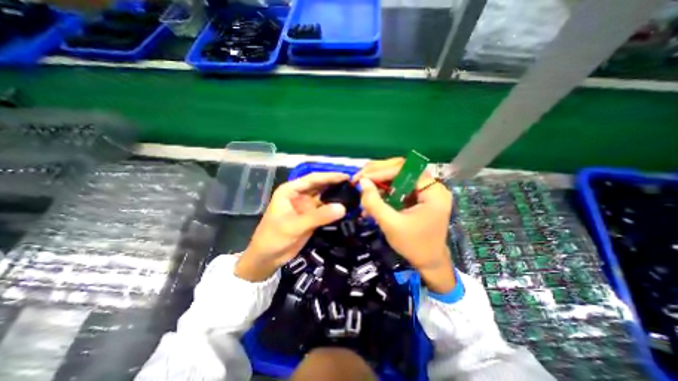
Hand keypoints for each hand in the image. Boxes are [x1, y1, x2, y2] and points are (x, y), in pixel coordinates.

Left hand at [235, 173, 349, 281]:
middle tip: (353, 184)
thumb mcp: (295, 226)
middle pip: (319, 186)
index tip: (346, 176)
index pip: (313, 179)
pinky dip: (334, 208)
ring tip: (352, 192)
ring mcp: (306, 206)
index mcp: (290, 190)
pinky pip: (324, 209)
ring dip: (335, 195)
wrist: (267, 257)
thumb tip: (343, 208)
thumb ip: (319, 216)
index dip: (329, 176)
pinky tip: (345, 206)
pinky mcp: (310, 216)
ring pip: (323, 197)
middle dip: (334, 184)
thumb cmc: (274, 238)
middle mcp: (299, 195)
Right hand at [356, 157, 454, 292]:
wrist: (428, 263)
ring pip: (398, 176)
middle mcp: (430, 186)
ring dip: (378, 180)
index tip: (362, 178)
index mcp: (433, 191)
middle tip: (359, 177)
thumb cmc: (413, 245)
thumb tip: (362, 182)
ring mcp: (423, 191)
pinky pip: (397, 187)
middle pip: (402, 169)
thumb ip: (374, 202)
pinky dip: (382, 190)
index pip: (406, 170)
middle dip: (378, 172)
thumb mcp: (391, 224)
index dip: (382, 171)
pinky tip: (370, 197)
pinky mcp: (416, 197)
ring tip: (362, 186)